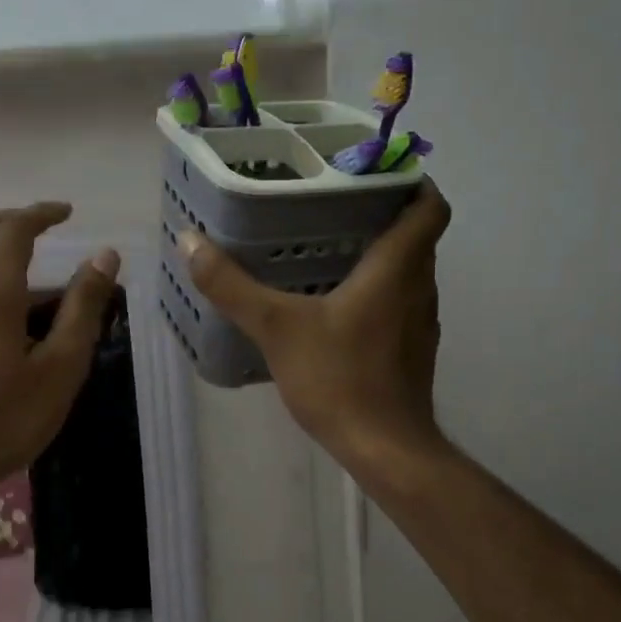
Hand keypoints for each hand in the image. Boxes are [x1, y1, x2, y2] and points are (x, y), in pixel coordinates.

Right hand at [179, 182, 451, 476]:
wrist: (386, 451)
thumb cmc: (340, 379)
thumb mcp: (276, 328)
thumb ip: (231, 285)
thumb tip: (190, 241)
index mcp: (397, 268)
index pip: (430, 206)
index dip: (413, 181)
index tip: (377, 170)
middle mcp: (419, 287)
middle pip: (416, 235)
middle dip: (384, 212)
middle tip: (334, 201)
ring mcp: (419, 322)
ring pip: (408, 270)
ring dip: (380, 252)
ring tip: (329, 243)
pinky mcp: (411, 349)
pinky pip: (399, 301)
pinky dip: (375, 288)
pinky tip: (333, 302)